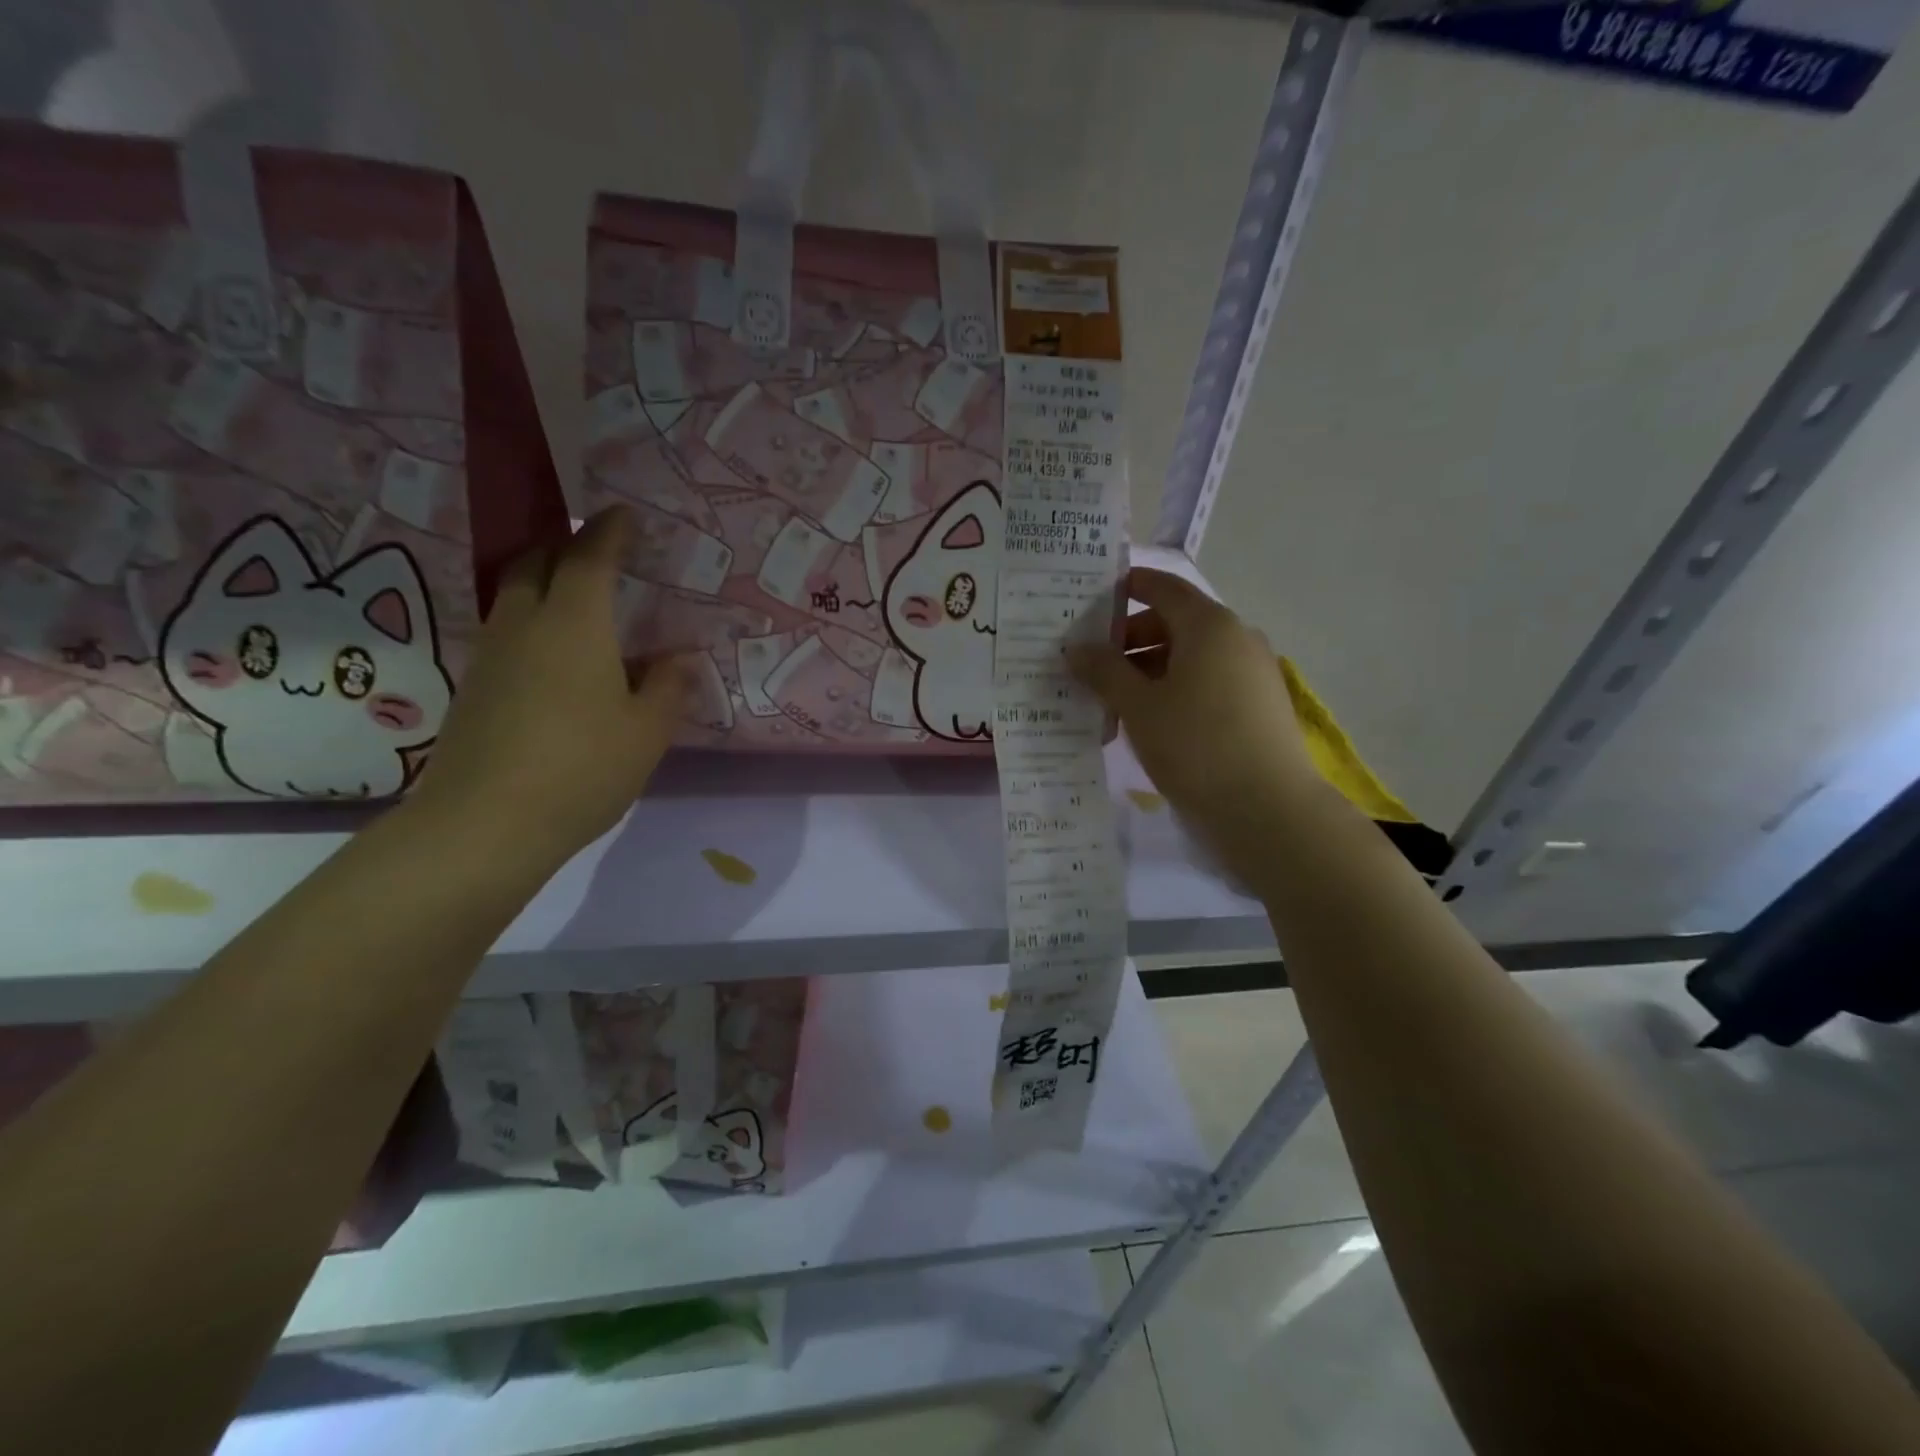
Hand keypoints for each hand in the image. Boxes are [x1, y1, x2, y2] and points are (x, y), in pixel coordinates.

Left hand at [408, 508, 688, 874]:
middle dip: (565, 545)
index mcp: (574, 624)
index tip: (625, 514)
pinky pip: (508, 630)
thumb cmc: (582, 768)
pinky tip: (558, 656)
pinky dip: (534, 621)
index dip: (609, 531)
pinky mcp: (475, 687)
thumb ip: (667, 687)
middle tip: (598, 552)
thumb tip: (677, 659)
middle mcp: (525, 625)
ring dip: (545, 582)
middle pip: (536, 562)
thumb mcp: (646, 732)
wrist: (485, 825)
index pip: (590, 558)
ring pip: (515, 595)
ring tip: (581, 600)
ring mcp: (492, 655)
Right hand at [1070, 567, 1321, 862]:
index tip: (1093, 599)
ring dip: (1149, 670)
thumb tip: (1077, 648)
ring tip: (1113, 700)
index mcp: (1209, 625)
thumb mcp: (1139, 707)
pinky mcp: (1258, 705)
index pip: (1164, 587)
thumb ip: (1104, 671)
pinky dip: (1175, 690)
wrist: (1267, 810)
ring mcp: (1253, 672)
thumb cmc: (1195, 745)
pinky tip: (1149, 722)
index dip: (1128, 587)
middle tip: (1091, 664)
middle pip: (1176, 623)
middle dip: (1130, 639)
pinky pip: (1208, 682)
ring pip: (1190, 657)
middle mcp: (1237, 638)